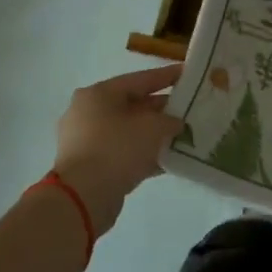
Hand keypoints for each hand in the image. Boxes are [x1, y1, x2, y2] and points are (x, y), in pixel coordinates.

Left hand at [50, 64, 183, 234]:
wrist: (83, 197)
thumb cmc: (117, 149)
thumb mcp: (153, 128)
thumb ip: (170, 120)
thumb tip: (175, 123)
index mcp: (98, 94)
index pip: (140, 79)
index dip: (167, 76)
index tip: (188, 74)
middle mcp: (88, 113)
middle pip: (133, 105)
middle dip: (162, 109)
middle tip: (188, 109)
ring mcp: (86, 140)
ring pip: (128, 131)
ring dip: (153, 134)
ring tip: (182, 135)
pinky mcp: (89, 165)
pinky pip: (122, 152)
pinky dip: (143, 154)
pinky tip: (168, 159)